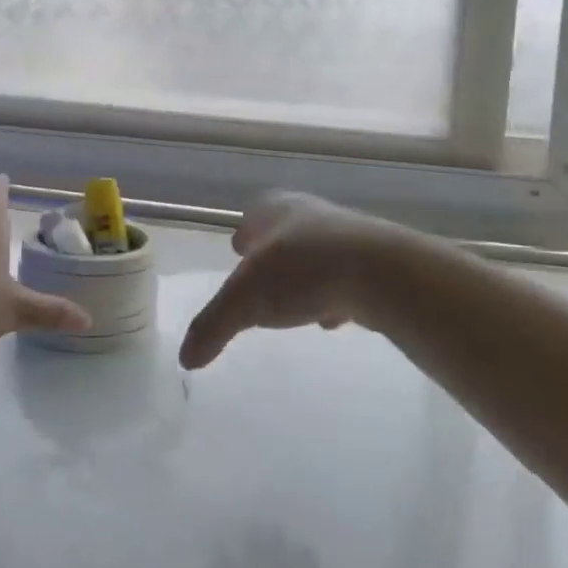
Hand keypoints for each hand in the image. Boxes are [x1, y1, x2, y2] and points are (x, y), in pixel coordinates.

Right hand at [179, 192, 407, 368]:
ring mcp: (347, 236)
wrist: (381, 273)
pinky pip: (346, 277)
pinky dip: (336, 293)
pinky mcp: (376, 262)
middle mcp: (311, 215)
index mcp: (275, 209)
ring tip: (300, 304)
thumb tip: (186, 358)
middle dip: (276, 256)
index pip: (253, 214)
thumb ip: (213, 326)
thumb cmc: (302, 271)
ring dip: (308, 276)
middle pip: (286, 233)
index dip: (245, 235)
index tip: (240, 253)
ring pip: (318, 254)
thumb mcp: (245, 300)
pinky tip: (335, 315)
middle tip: (266, 282)